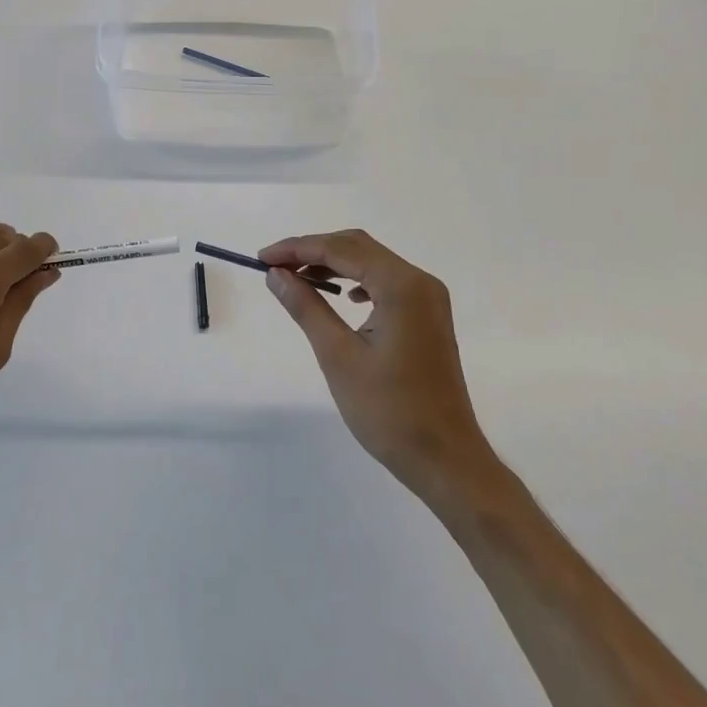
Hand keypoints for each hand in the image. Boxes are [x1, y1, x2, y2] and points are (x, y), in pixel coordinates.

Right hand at [261, 230, 493, 501]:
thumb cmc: (389, 410)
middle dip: (314, 251)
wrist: (444, 458)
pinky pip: (386, 282)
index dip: (297, 248)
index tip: (261, 258)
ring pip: (372, 262)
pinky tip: (341, 298)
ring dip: (334, 265)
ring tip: (298, 280)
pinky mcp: (428, 316)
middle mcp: (420, 281)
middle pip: (358, 247)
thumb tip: (276, 275)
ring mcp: (428, 298)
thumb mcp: (338, 356)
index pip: (341, 249)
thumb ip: (306, 306)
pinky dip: (357, 281)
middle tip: (275, 267)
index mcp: (402, 286)